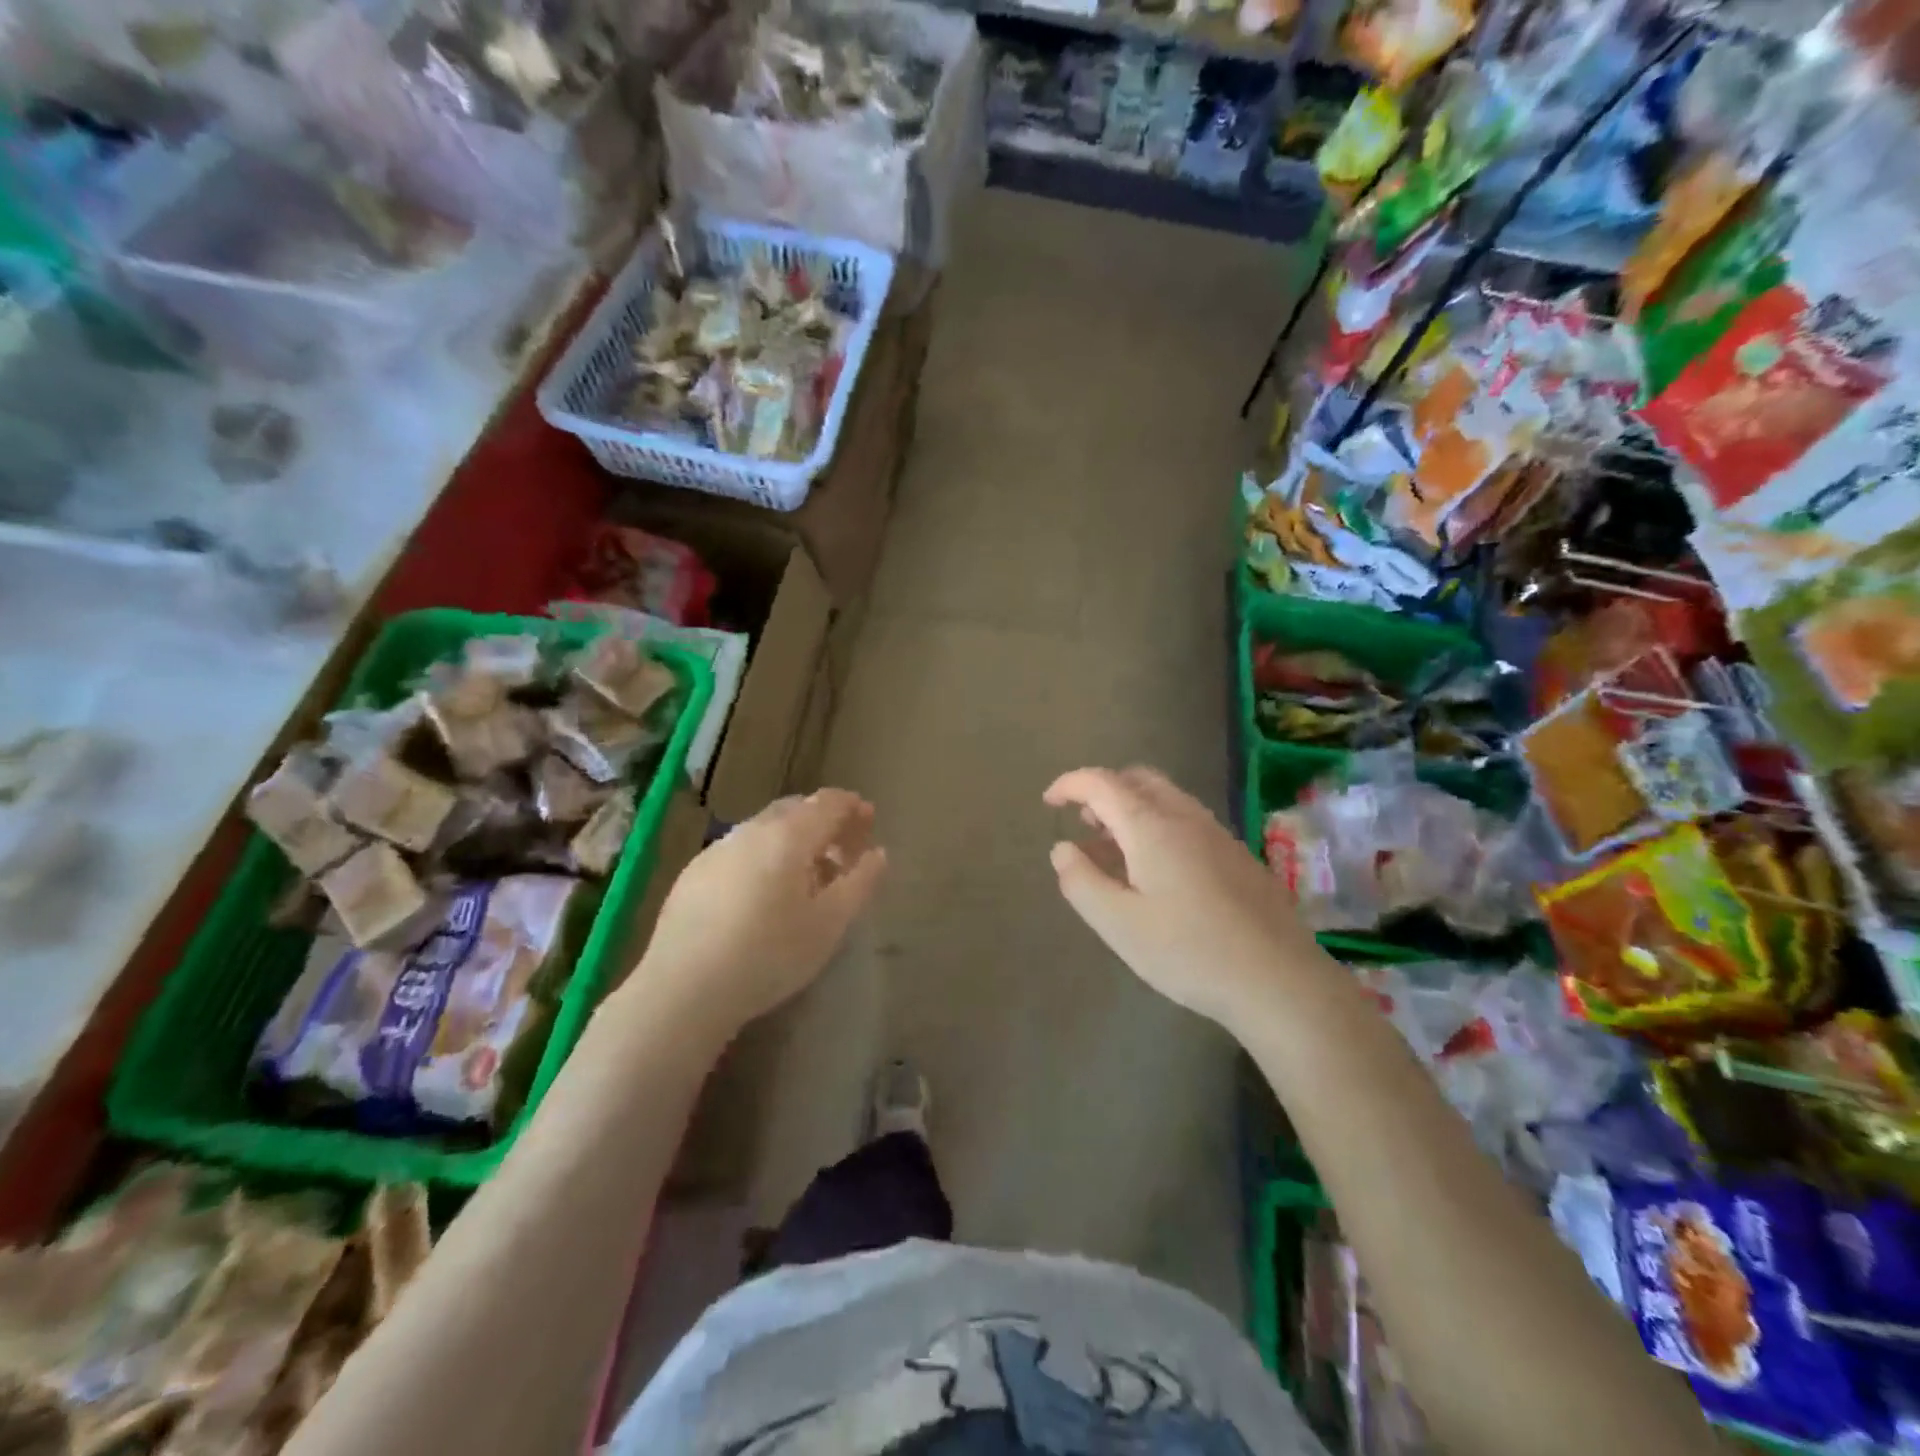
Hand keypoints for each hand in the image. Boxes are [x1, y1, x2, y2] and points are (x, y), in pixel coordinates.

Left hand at [628, 789, 886, 1042]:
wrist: (684, 989)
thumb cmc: (770, 955)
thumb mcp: (830, 924)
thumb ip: (860, 883)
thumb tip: (877, 853)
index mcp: (788, 836)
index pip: (827, 802)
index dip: (852, 806)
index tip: (869, 819)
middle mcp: (751, 830)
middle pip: (795, 809)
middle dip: (824, 821)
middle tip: (843, 850)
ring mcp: (717, 850)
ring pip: (765, 829)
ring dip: (793, 840)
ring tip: (807, 876)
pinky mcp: (693, 874)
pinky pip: (740, 851)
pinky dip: (764, 856)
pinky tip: (764, 893)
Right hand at [1044, 766, 1317, 1028]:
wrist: (1279, 980)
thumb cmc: (1189, 952)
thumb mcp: (1118, 924)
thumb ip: (1081, 881)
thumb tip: (1062, 848)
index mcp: (1152, 826)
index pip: (1101, 783)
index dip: (1070, 784)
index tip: (1048, 801)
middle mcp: (1185, 817)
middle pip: (1137, 779)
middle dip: (1103, 791)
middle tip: (1083, 823)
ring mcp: (1217, 834)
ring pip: (1165, 798)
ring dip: (1131, 809)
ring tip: (1113, 851)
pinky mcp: (1237, 855)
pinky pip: (1186, 820)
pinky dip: (1157, 825)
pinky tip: (1156, 872)